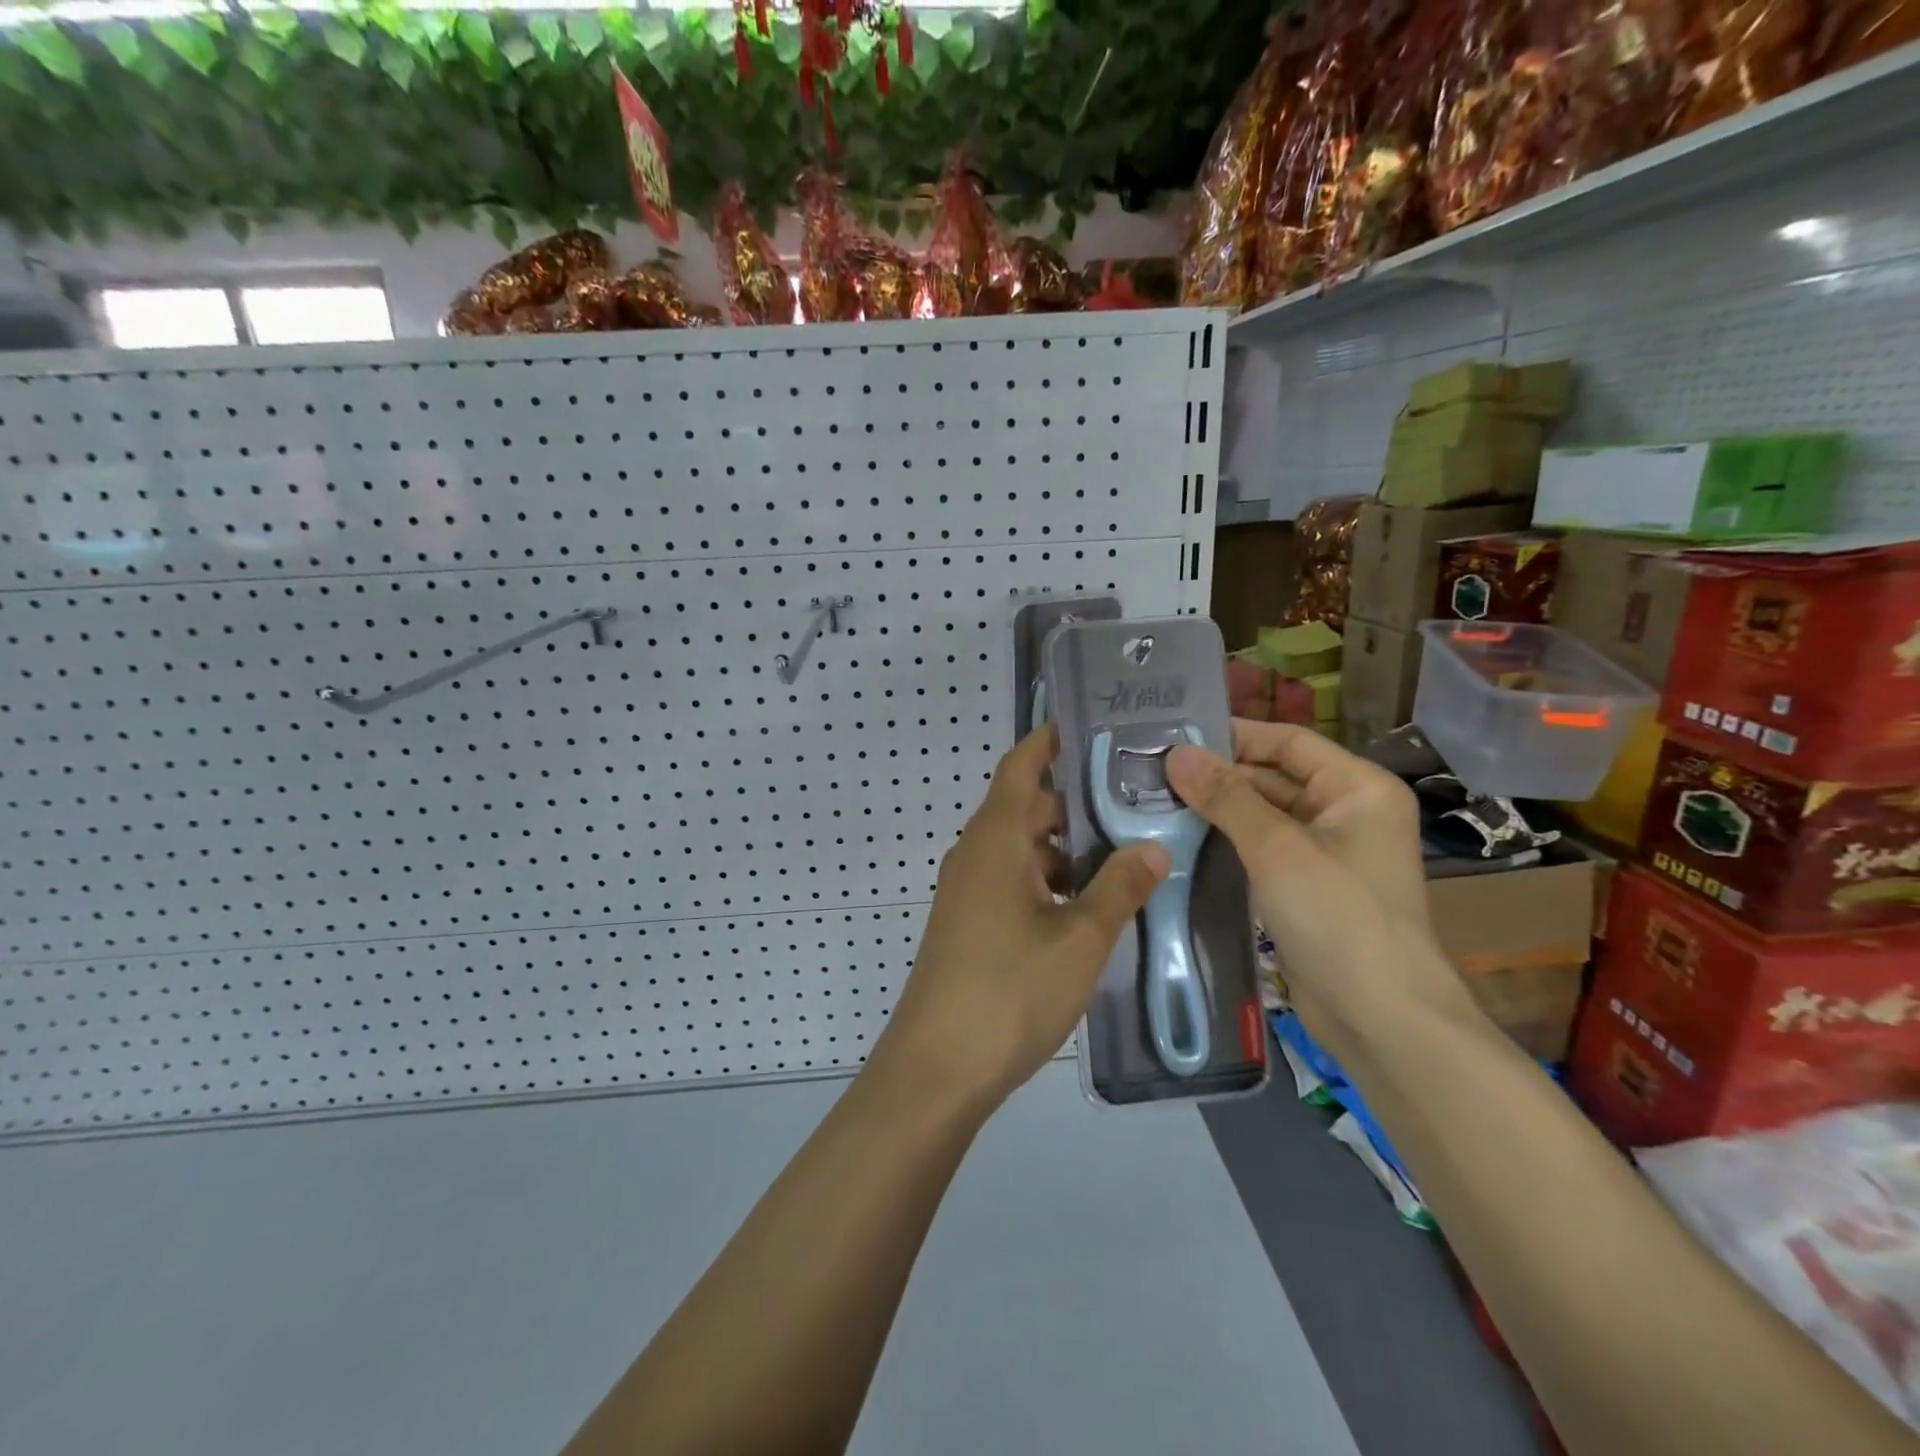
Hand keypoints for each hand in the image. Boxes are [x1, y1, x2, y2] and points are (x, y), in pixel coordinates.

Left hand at [873, 725, 1169, 1109]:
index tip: (1091, 726)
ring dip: (1068, 850)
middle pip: (1027, 808)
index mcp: (995, 838)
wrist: (937, 1067)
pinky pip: (1013, 882)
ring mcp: (968, 890)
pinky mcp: (969, 923)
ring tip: (1126, 856)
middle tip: (1137, 802)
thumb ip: (1119, 888)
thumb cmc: (1010, 990)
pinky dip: (1050, 882)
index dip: (1050, 740)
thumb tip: (1153, 847)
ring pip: (1023, 850)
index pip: (1021, 766)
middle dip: (1078, 803)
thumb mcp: (1079, 938)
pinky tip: (1091, 907)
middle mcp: (976, 853)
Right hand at [1166, 720, 1469, 1055]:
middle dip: (1220, 774)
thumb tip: (1176, 754)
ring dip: (1219, 808)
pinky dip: (1229, 840)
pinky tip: (1183, 837)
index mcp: (1358, 788)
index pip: (1289, 742)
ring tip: (1157, 798)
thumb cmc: (1338, 917)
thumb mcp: (1277, 848)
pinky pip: (1264, 848)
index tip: (1176, 733)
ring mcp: (1328, 852)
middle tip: (1154, 770)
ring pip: (1265, 814)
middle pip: (1275, 776)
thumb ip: (1226, 797)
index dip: (1235, 734)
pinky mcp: (1308, 886)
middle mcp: (1347, 812)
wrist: (1379, 1016)